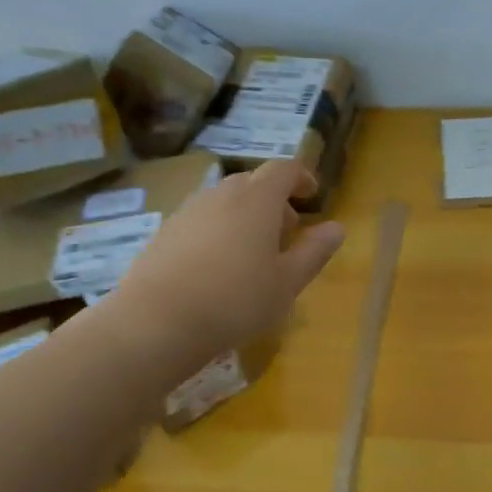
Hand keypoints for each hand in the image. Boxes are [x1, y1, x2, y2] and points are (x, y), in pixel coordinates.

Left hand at [102, 160, 344, 382]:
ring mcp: (188, 212)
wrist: (155, 323)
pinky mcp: (165, 233)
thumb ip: (315, 251)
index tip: (312, 195)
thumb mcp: (287, 282)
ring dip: (245, 216)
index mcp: (257, 199)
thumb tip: (336, 227)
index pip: (284, 169)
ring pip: (225, 201)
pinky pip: (201, 220)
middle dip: (274, 200)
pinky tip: (218, 268)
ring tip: (253, 254)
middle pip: (253, 182)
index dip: (301, 177)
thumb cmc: (235, 300)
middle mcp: (221, 195)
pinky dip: (219, 231)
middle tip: (287, 231)